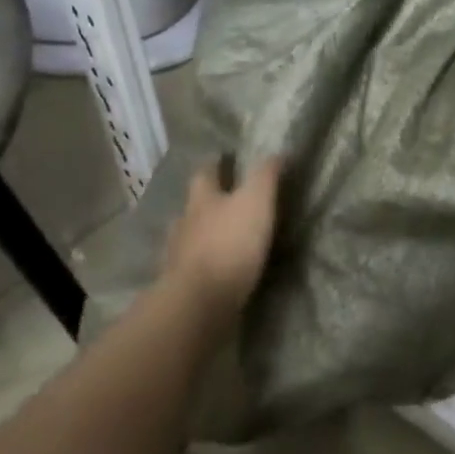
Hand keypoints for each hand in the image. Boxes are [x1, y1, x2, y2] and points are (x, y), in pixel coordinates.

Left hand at [156, 157, 282, 328]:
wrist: (198, 302)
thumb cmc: (230, 244)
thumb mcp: (256, 201)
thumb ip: (265, 175)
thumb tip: (277, 151)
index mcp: (202, 199)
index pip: (206, 173)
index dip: (216, 164)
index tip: (224, 159)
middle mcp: (185, 222)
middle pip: (192, 205)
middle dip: (205, 200)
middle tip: (223, 199)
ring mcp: (177, 256)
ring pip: (188, 236)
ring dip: (201, 234)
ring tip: (220, 238)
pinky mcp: (179, 285)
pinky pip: (190, 267)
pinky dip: (200, 264)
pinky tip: (213, 270)